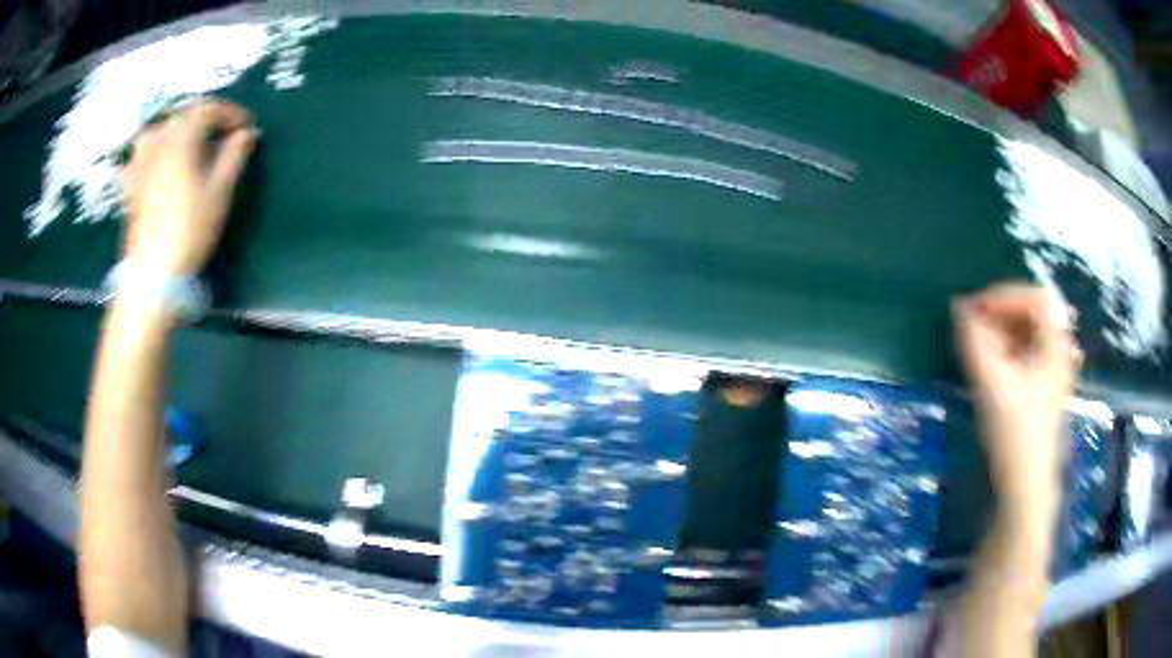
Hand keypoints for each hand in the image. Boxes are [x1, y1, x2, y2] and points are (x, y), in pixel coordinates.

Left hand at [122, 98, 257, 276]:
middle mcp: (158, 141)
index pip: (208, 109)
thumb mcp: (220, 191)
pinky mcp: (131, 184)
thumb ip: (235, 155)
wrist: (152, 274)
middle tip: (224, 134)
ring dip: (178, 128)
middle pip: (183, 115)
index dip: (231, 113)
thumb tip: (247, 132)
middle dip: (207, 118)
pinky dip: (154, 148)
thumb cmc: (190, 229)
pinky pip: (141, 153)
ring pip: (159, 128)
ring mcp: (140, 163)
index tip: (247, 128)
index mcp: (181, 138)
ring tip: (190, 141)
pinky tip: (159, 159)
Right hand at [952, 284, 1082, 515]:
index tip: (975, 310)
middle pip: (1034, 312)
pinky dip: (1009, 350)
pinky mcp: (1043, 391)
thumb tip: (959, 307)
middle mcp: (1060, 351)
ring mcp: (1054, 372)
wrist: (1024, 486)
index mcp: (1055, 344)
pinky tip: (993, 363)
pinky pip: (1028, 354)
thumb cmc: (1013, 433)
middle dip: (1002, 313)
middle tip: (975, 325)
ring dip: (1004, 332)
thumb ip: (974, 340)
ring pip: (1031, 334)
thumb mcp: (991, 383)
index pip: (1034, 297)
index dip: (1003, 296)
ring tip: (980, 344)